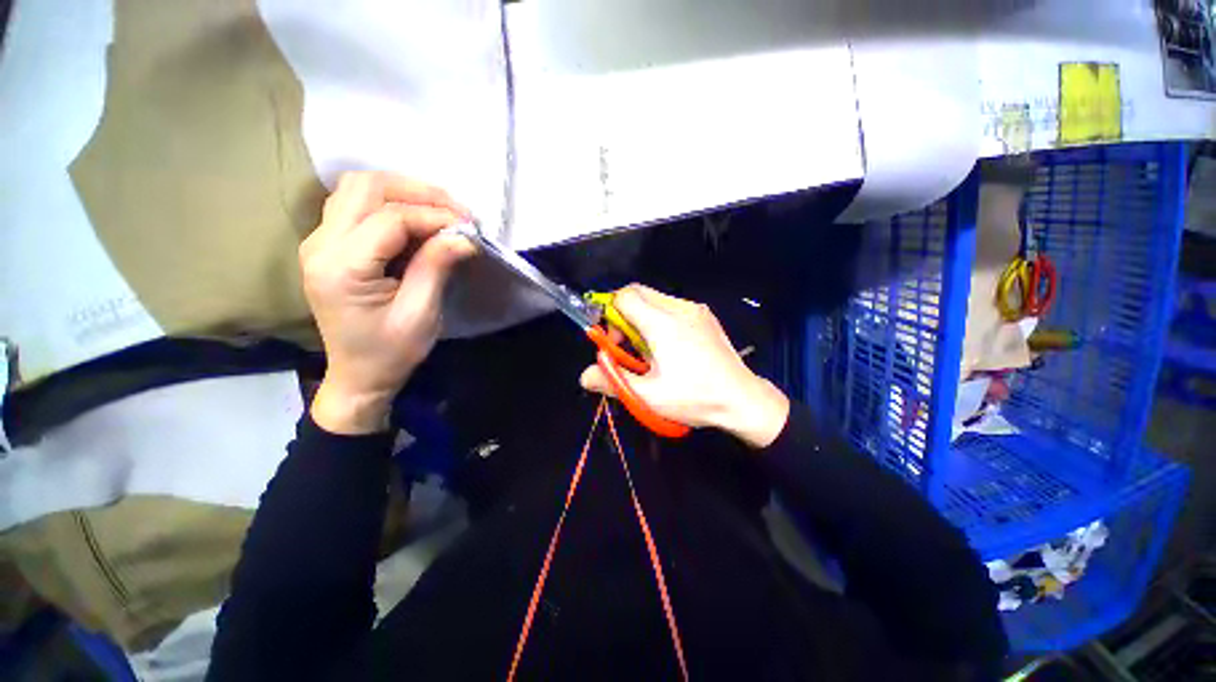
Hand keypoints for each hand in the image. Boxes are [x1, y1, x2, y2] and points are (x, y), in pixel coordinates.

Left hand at [300, 172, 474, 433]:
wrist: (358, 376)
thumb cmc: (391, 352)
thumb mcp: (421, 314)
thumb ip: (437, 267)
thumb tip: (465, 236)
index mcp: (341, 268)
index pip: (389, 218)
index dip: (434, 216)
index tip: (470, 227)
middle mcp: (320, 245)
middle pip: (365, 186)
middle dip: (417, 191)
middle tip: (457, 211)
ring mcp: (319, 242)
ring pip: (358, 188)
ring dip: (404, 192)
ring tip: (441, 212)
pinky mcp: (328, 245)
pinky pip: (357, 205)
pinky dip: (392, 204)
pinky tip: (418, 221)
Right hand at [579, 285, 789, 447]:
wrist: (743, 399)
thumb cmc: (695, 397)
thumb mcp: (648, 396)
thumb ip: (613, 382)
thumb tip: (584, 376)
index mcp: (662, 323)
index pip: (623, 296)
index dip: (608, 314)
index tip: (612, 341)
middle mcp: (679, 308)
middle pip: (637, 292)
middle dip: (622, 314)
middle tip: (626, 346)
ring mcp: (695, 309)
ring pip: (654, 298)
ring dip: (640, 317)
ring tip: (648, 349)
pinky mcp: (704, 315)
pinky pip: (670, 305)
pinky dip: (658, 318)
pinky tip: (668, 346)